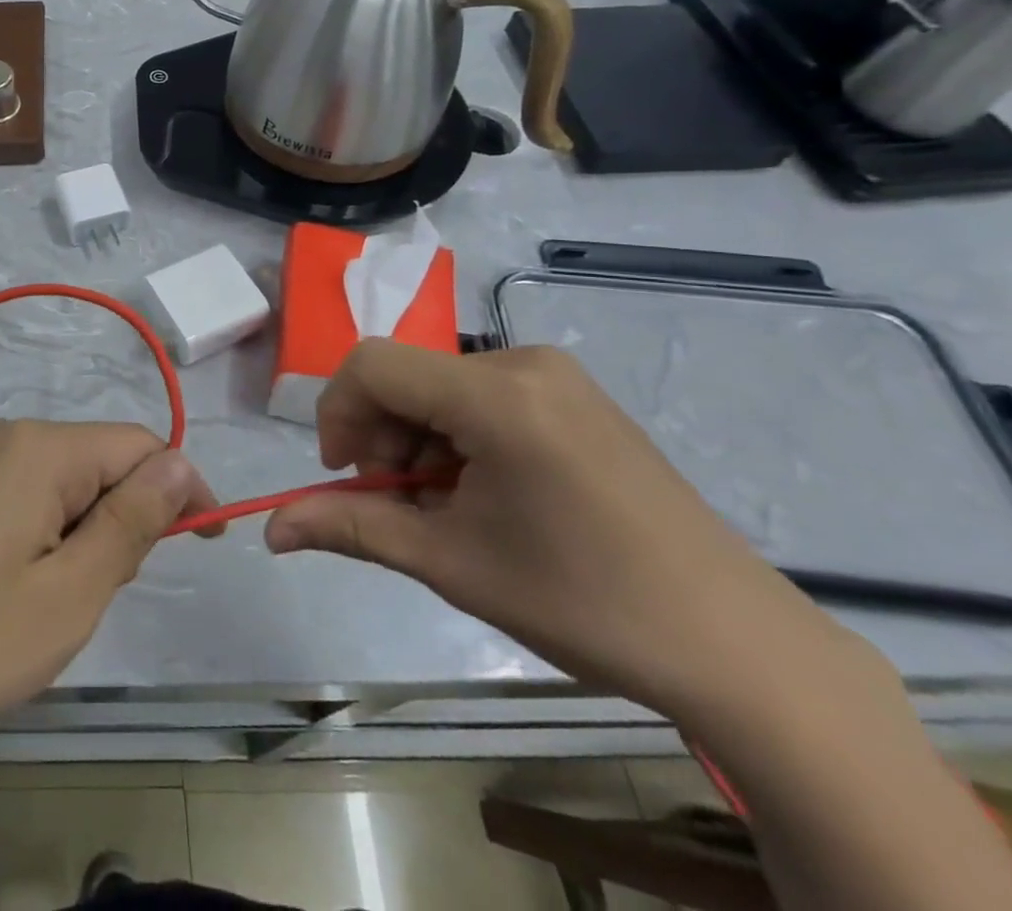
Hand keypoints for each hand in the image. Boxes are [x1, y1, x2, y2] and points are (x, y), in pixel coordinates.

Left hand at [0, 420, 217, 749]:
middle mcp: (11, 437)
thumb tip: (181, 464)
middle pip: (103, 461)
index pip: (139, 445)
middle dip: (126, 519)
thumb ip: (131, 523)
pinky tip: (24, 587)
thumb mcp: (69, 594)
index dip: (180, 490)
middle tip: (99, 594)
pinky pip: (34, 494)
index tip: (203, 547)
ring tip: (55, 600)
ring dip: (88, 534)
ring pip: (71, 482)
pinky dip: (53, 535)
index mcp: (41, 448)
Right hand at [264, 340, 859, 721]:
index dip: (336, 415)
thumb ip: (352, 528)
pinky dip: (458, 437)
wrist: (740, 648)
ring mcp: (557, 376)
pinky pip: (483, 396)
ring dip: (417, 441)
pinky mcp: (576, 397)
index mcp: (495, 394)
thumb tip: (271, 530)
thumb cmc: (584, 602)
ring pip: (440, 387)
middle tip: (399, 505)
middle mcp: (523, 362)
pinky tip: (485, 494)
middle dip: (380, 436)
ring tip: (446, 510)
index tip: (344, 476)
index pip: (371, 365)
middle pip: (405, 375)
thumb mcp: (451, 563)